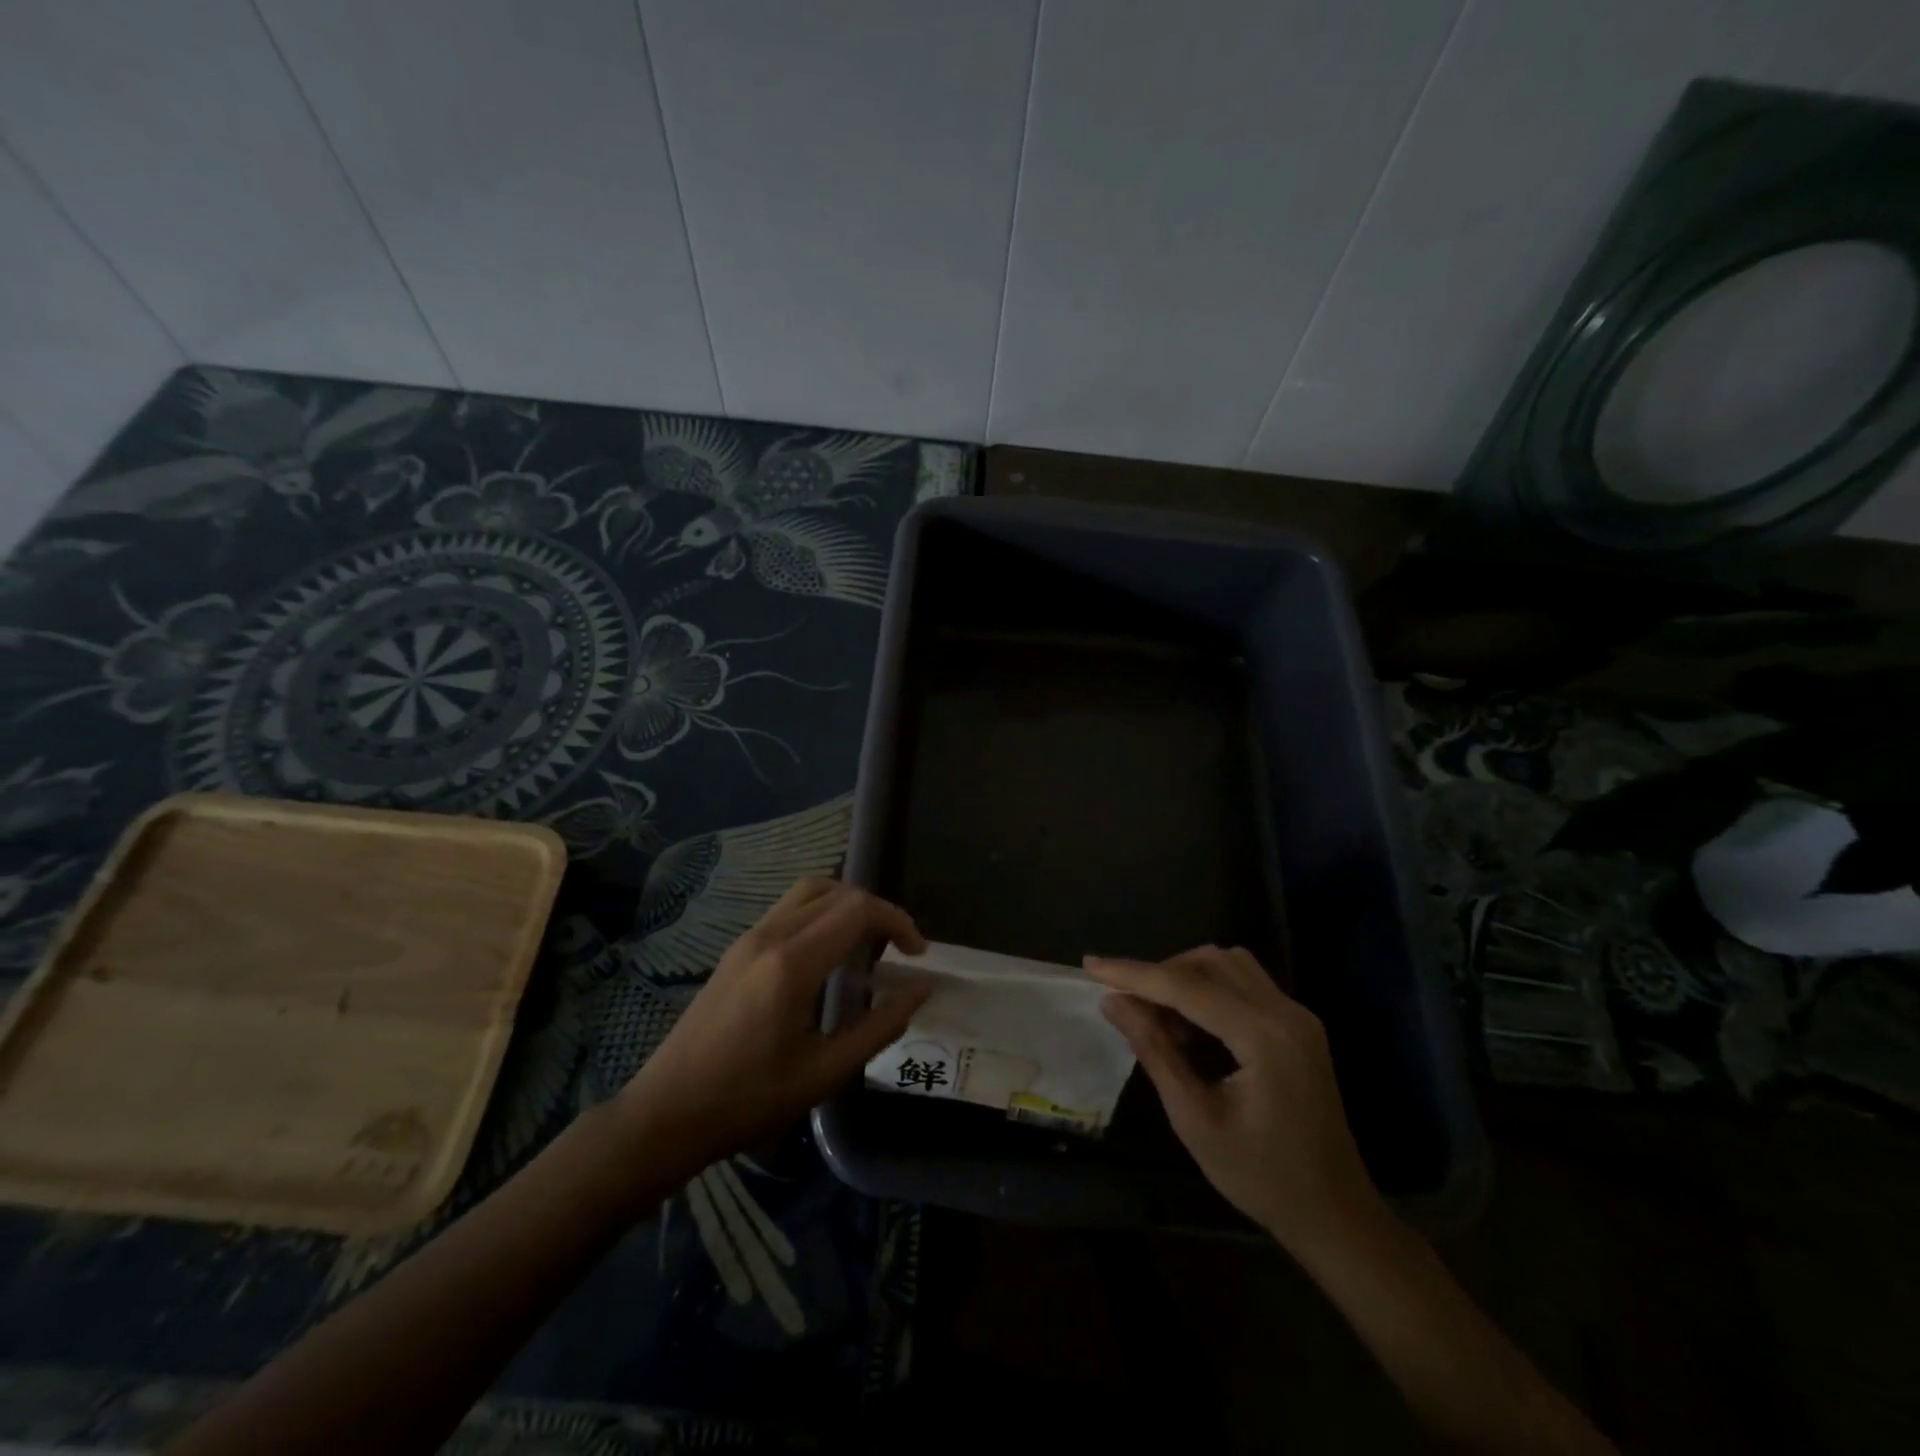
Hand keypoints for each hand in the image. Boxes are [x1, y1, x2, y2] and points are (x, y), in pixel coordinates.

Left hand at [617, 878, 929, 1166]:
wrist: (667, 1113)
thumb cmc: (749, 1100)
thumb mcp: (824, 1073)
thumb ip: (880, 1026)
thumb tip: (921, 990)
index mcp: (792, 964)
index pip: (858, 910)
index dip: (898, 922)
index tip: (918, 955)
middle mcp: (770, 936)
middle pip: (837, 891)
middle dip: (877, 911)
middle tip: (898, 951)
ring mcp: (748, 938)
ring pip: (810, 891)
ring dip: (847, 904)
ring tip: (867, 944)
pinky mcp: (737, 948)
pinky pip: (789, 908)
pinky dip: (821, 913)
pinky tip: (828, 955)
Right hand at [1087, 946, 1381, 1259]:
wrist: (1335, 1215)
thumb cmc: (1261, 1177)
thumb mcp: (1194, 1119)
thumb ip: (1154, 1051)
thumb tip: (1113, 1002)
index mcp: (1264, 1036)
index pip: (1186, 986)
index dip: (1133, 973)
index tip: (1090, 965)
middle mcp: (1286, 1012)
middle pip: (1209, 963)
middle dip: (1160, 974)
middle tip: (1125, 1004)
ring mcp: (1298, 1015)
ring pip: (1229, 965)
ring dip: (1185, 976)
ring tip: (1156, 1015)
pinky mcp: (1299, 1025)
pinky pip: (1245, 984)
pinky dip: (1209, 989)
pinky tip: (1190, 1024)